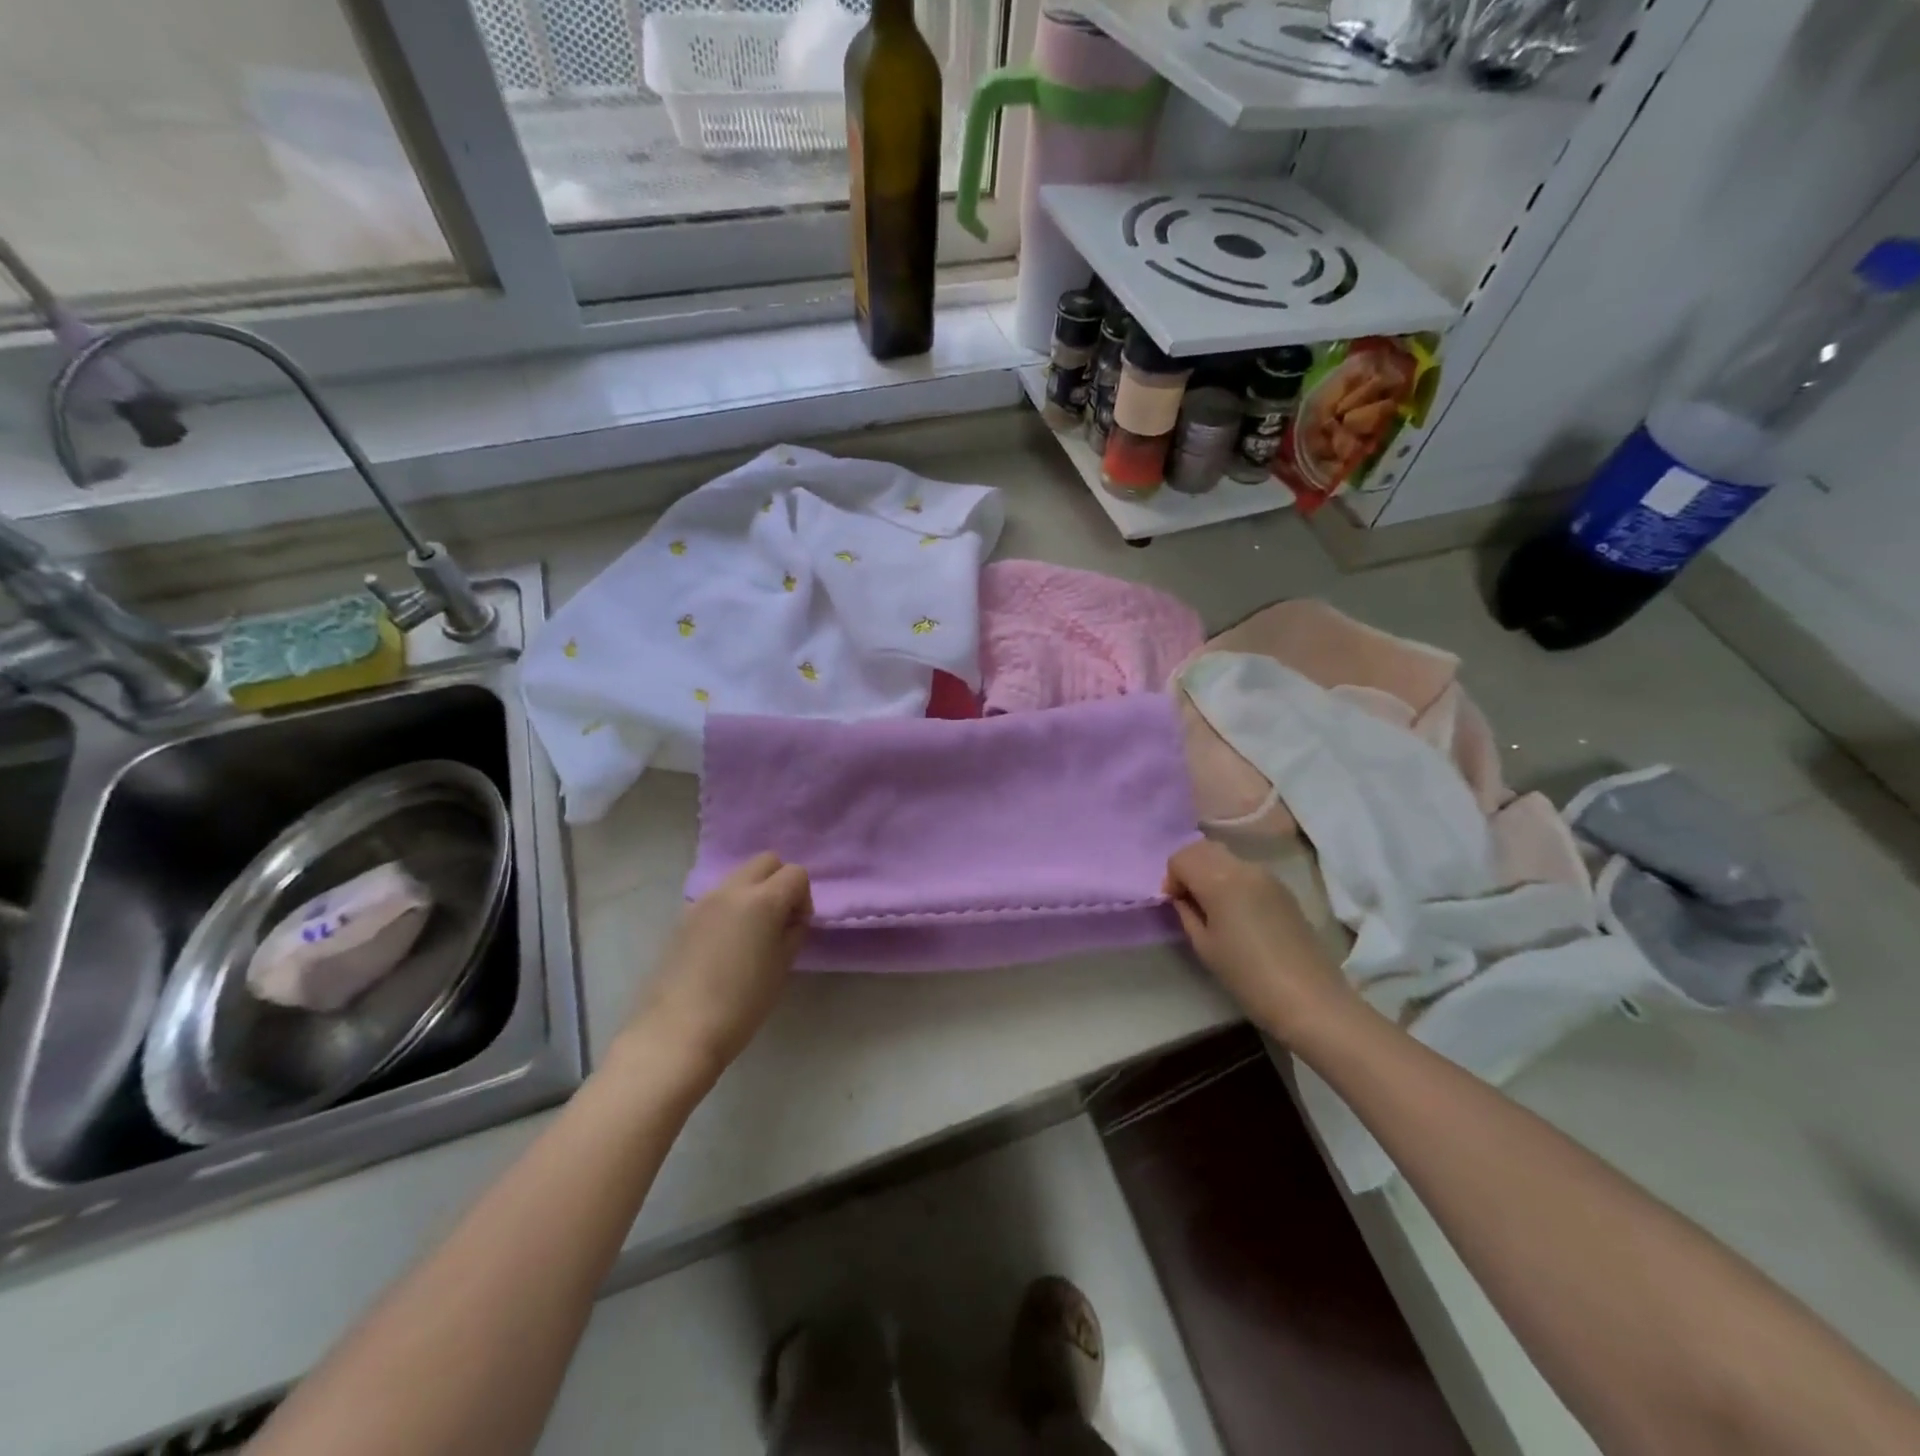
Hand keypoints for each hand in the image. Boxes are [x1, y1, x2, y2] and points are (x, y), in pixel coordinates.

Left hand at [622, 853, 811, 1086]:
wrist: (677, 1032)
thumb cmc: (741, 1004)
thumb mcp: (782, 967)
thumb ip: (792, 931)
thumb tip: (790, 918)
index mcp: (762, 900)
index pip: (796, 873)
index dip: (803, 898)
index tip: (796, 927)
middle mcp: (731, 890)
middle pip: (766, 861)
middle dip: (779, 882)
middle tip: (778, 921)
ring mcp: (703, 901)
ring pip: (739, 876)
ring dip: (753, 893)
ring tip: (750, 935)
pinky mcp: (683, 917)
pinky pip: (717, 897)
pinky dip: (730, 908)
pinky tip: (724, 945)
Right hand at [1164, 839, 1354, 1043]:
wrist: (1310, 999)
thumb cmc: (1247, 975)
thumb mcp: (1204, 946)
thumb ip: (1187, 913)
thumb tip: (1182, 897)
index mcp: (1219, 879)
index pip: (1181, 857)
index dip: (1171, 878)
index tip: (1174, 904)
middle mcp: (1243, 867)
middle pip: (1203, 848)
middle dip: (1188, 867)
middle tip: (1187, 900)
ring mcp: (1267, 876)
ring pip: (1225, 857)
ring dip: (1209, 871)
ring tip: (1210, 907)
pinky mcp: (1283, 889)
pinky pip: (1246, 871)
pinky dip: (1230, 879)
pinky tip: (1235, 911)